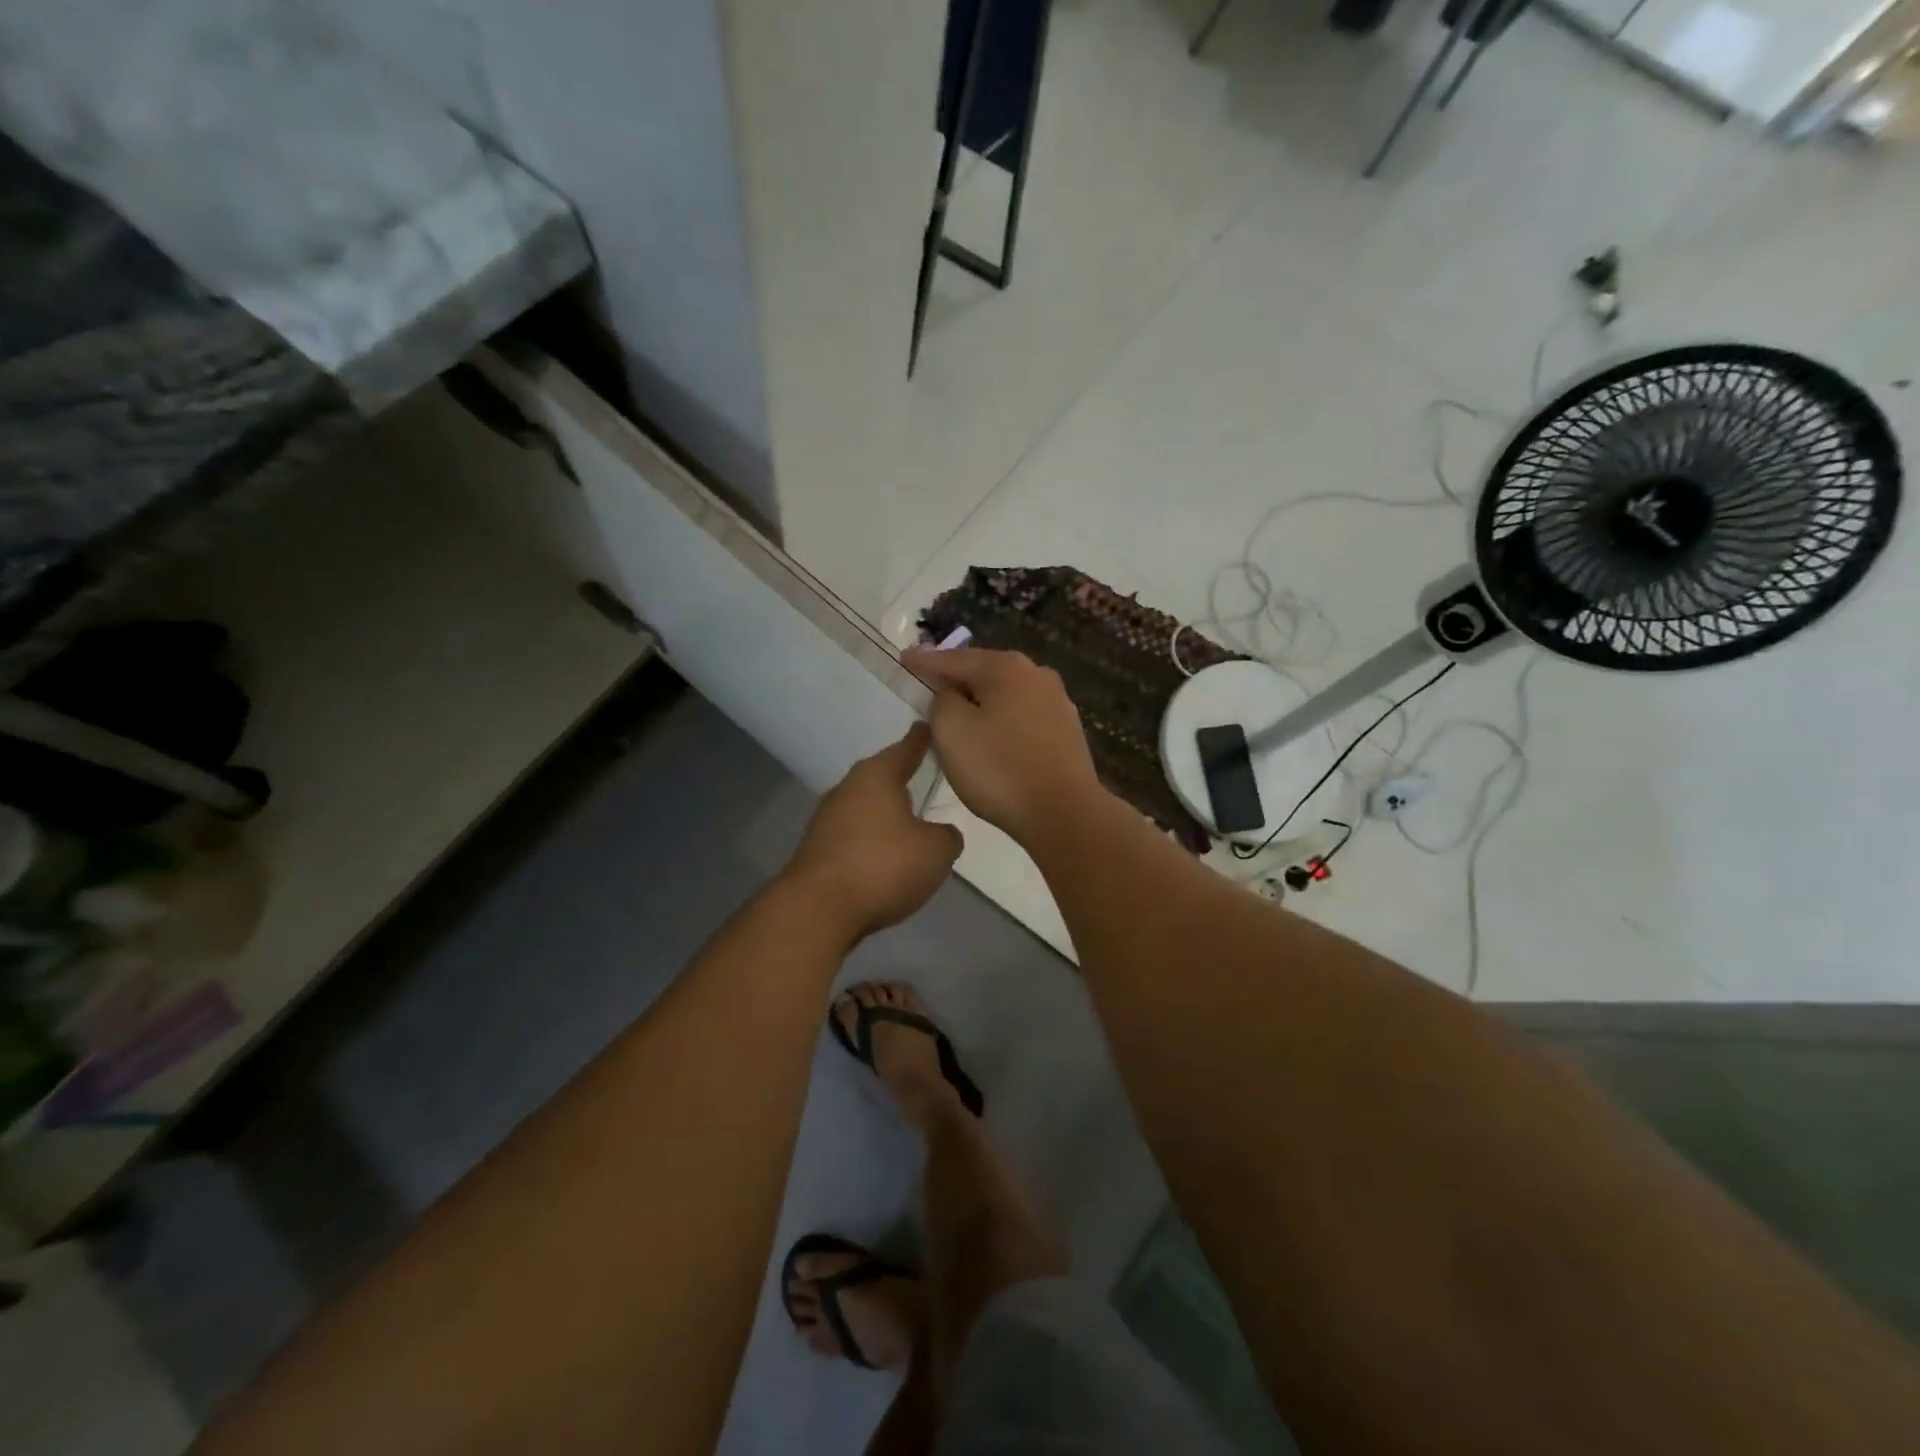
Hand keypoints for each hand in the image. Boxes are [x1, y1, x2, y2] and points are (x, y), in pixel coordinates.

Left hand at [784, 724, 962, 941]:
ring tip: (911, 824)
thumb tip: (941, 833)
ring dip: (886, 815)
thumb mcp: (936, 851)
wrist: (818, 910)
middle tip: (925, 779)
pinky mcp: (818, 850)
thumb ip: (947, 836)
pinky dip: (872, 843)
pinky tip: (886, 859)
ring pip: (866, 808)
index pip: (906, 748)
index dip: (922, 739)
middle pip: (881, 777)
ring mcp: (827, 820)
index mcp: (877, 776)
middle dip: (902, 780)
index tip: (929, 726)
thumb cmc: (883, 866)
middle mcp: (848, 789)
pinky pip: (855, 837)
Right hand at [901, 646, 1103, 845]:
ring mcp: (1057, 702)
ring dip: (981, 703)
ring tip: (959, 715)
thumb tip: (953, 694)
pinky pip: (1023, 718)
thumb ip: (942, 701)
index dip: (925, 661)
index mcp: (1007, 667)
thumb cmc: (1000, 769)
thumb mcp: (952, 730)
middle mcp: (1037, 674)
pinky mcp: (1067, 732)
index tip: (905, 659)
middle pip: (985, 672)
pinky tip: (993, 738)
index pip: (954, 659)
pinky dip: (1002, 722)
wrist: (1064, 814)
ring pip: (1006, 696)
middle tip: (930, 686)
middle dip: (957, 680)